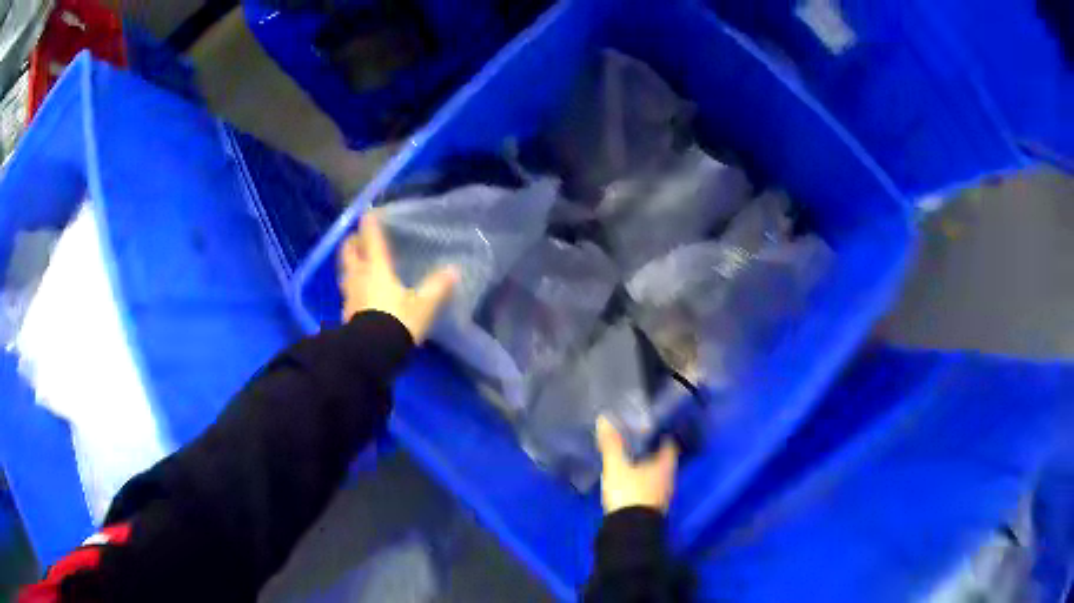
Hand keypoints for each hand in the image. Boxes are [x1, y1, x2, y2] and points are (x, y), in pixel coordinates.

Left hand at [339, 212, 456, 342]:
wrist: (371, 352)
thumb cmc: (398, 321)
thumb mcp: (423, 305)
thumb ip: (437, 287)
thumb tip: (453, 270)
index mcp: (377, 268)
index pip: (372, 240)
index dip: (370, 225)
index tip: (368, 214)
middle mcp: (359, 277)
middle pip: (350, 253)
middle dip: (352, 242)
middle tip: (357, 237)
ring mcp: (350, 295)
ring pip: (345, 272)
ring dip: (349, 264)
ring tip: (356, 262)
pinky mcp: (346, 313)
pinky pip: (347, 291)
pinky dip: (352, 285)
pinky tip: (358, 291)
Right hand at [595, 416, 678, 513]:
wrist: (630, 531)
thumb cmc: (629, 493)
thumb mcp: (617, 467)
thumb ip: (612, 444)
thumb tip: (605, 419)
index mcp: (665, 465)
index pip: (669, 444)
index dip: (661, 434)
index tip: (650, 425)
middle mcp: (668, 478)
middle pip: (663, 459)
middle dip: (651, 449)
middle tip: (636, 438)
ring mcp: (661, 495)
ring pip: (656, 474)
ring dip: (646, 466)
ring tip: (630, 456)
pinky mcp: (651, 506)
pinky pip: (649, 486)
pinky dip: (642, 479)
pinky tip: (630, 477)